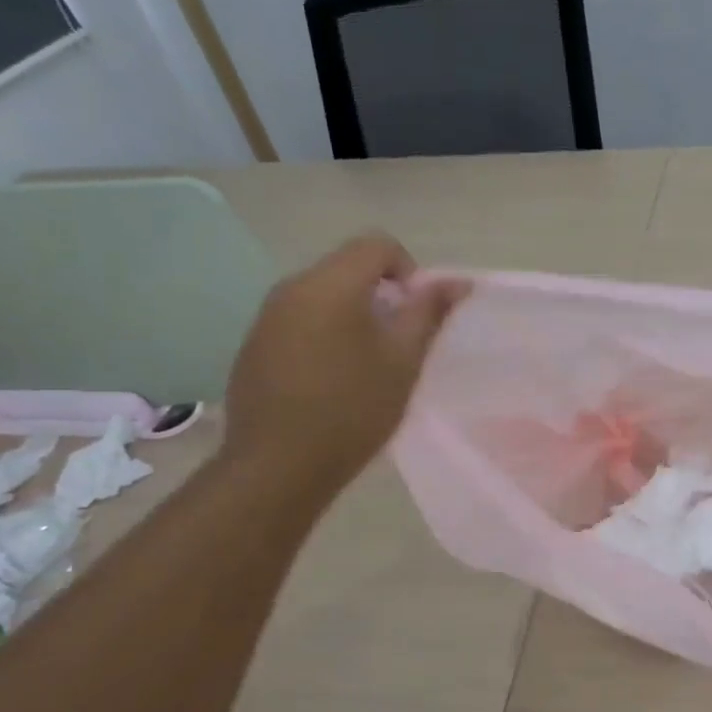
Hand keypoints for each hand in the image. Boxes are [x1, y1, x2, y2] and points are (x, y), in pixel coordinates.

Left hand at [221, 233, 467, 495]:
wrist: (277, 466)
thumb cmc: (353, 410)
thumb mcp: (403, 360)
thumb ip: (429, 313)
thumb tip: (457, 281)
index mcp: (330, 284)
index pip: (377, 244)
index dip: (409, 270)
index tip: (416, 314)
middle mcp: (291, 288)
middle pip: (347, 267)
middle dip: (381, 294)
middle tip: (398, 343)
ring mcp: (266, 316)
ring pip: (323, 294)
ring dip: (353, 314)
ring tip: (367, 364)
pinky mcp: (253, 344)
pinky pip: (299, 319)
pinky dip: (324, 333)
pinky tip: (331, 380)